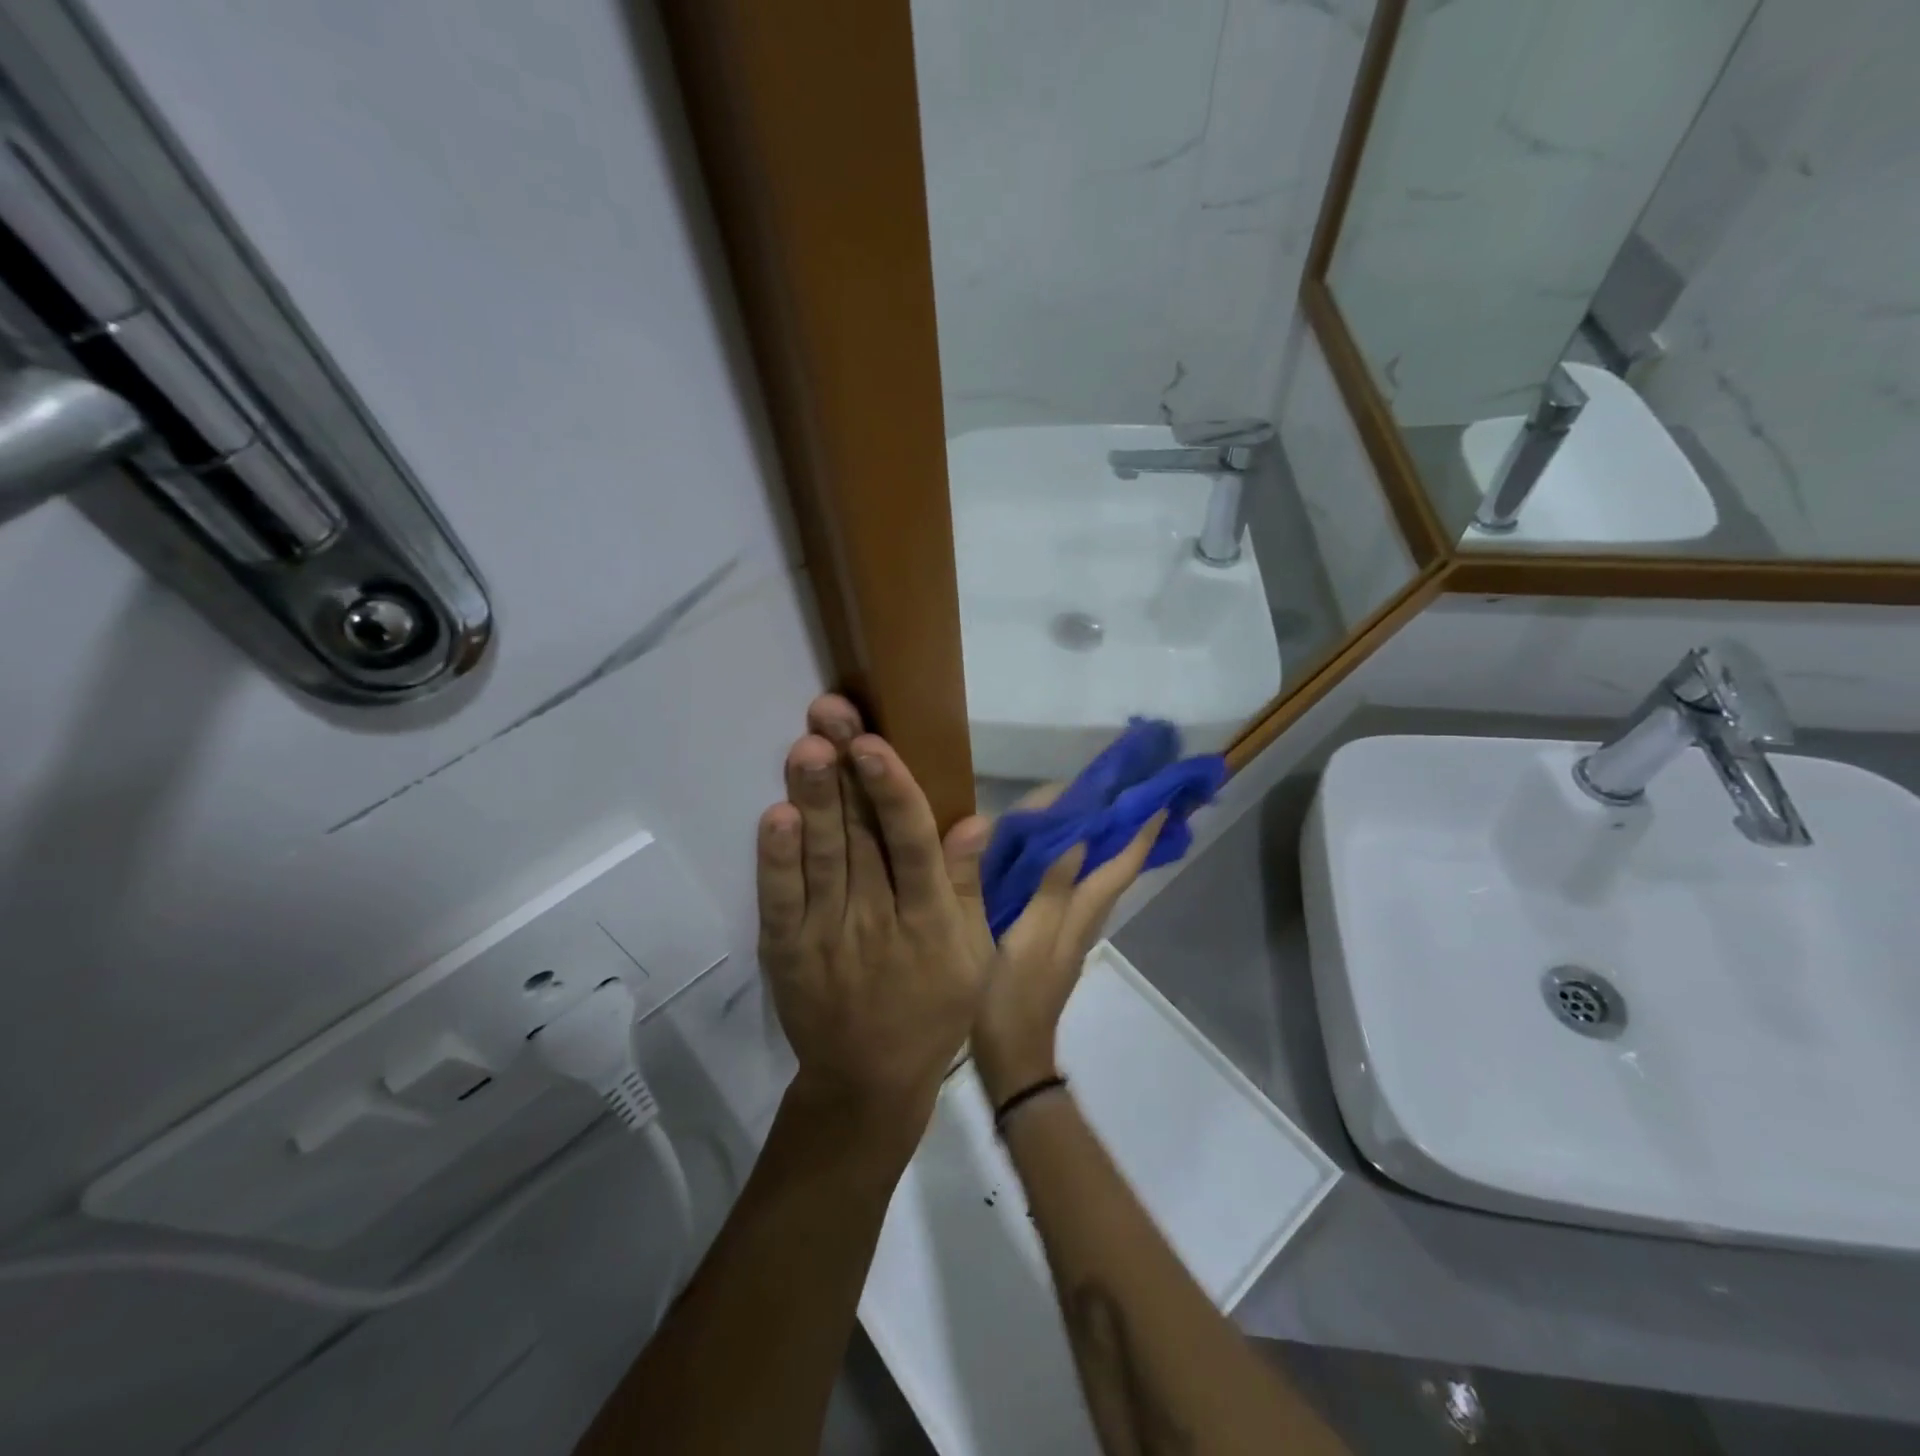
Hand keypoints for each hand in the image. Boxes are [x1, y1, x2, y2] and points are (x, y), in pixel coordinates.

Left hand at [756, 696, 992, 1129]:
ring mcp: (827, 935)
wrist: (868, 1081)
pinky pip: (780, 900)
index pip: (911, 846)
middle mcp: (877, 919)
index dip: (892, 793)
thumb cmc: (933, 1011)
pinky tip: (776, 816)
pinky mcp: (787, 949)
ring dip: (813, 799)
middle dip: (844, 772)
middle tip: (828, 715)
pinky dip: (776, 860)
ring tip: (805, 745)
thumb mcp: (973, 956)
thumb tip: (974, 819)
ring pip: (820, 857)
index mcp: (928, 920)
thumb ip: (967, 887)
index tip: (875, 744)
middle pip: (859, 837)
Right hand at [972, 810, 1165, 1107]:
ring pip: (1094, 877)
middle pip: (1113, 868)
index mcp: (1079, 914)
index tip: (1160, 798)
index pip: (1120, 865)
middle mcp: (1082, 918)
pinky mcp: (1049, 938)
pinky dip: (1073, 863)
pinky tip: (1057, 853)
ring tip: (1097, 810)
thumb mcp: (1027, 940)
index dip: (1140, 831)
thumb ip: (1051, 891)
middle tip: (1128, 792)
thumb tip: (1080, 839)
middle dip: (1124, 830)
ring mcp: (1066, 930)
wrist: (1011, 1057)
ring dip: (1102, 844)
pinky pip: (1070, 889)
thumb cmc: (1012, 998)